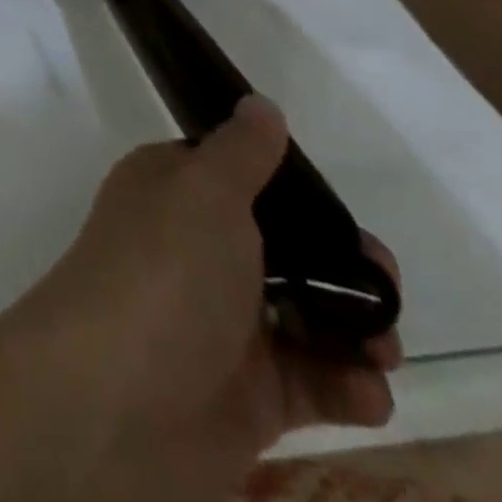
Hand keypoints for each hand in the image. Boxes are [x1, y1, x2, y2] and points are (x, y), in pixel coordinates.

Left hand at [0, 97, 399, 501]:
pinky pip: (311, 384)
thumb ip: (241, 151)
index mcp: (171, 192)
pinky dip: (347, 388)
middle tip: (383, 284)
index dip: (291, 192)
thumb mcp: (204, 189)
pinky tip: (364, 391)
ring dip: (358, 330)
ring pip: (305, 316)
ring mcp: (220, 324)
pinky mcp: (247, 396)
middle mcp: (193, 250)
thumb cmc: (165, 270)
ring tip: (381, 347)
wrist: (118, 397)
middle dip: (342, 265)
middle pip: (282, 248)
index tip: (340, 211)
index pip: (237, 179)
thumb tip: (259, 104)